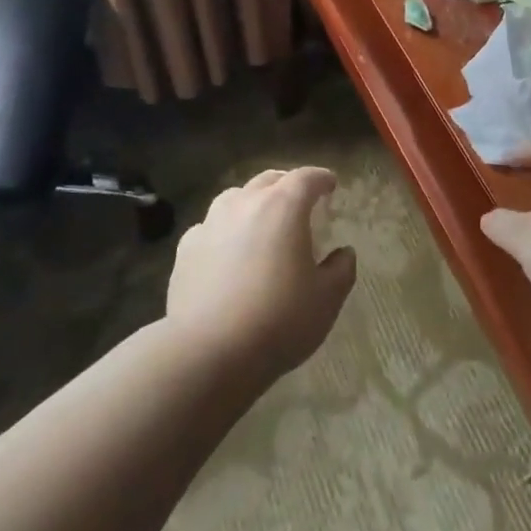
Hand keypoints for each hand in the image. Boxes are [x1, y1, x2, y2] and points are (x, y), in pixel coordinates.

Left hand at [166, 166, 356, 383]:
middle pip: (269, 180)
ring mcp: (211, 223)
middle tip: (299, 200)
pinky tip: (227, 251)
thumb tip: (344, 253)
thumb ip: (341, 270)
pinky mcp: (186, 248)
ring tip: (261, 222)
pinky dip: (224, 230)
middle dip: (287, 184)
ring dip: (253, 202)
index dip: (321, 178)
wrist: (206, 353)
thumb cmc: (277, 321)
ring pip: (236, 197)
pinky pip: (211, 227)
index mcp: (283, 207)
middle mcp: (245, 203)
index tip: (330, 185)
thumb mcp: (325, 300)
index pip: (306, 178)